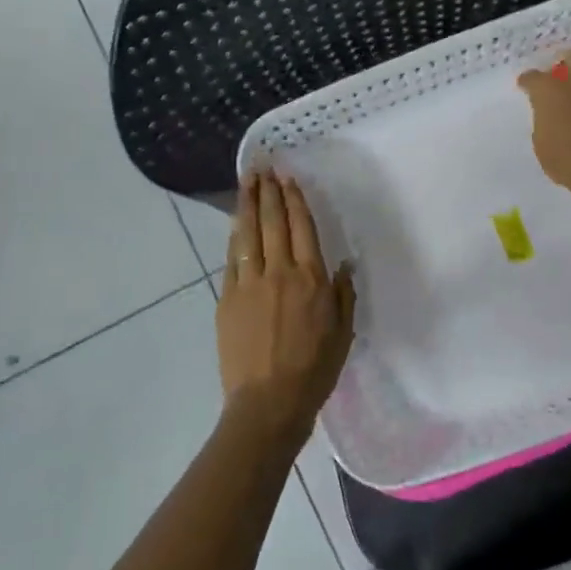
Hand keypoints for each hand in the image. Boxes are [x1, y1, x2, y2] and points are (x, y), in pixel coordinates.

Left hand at [218, 171, 355, 445]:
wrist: (268, 402)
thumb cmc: (314, 371)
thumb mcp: (343, 333)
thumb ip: (343, 295)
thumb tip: (343, 265)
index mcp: (311, 279)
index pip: (302, 228)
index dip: (294, 200)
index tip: (287, 178)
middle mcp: (279, 273)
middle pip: (273, 222)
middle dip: (268, 191)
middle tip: (262, 167)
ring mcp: (249, 283)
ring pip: (248, 234)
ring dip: (247, 204)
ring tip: (246, 182)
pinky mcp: (227, 298)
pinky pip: (232, 259)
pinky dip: (235, 236)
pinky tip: (236, 223)